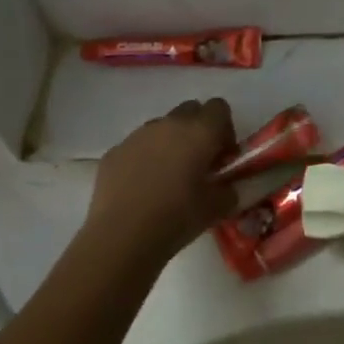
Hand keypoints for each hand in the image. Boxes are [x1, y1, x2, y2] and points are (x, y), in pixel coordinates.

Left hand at [85, 99, 237, 264]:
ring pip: (162, 127)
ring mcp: (137, 135)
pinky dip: (145, 158)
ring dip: (170, 143)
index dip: (225, 129)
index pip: (219, 107)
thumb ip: (228, 190)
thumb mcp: (217, 207)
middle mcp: (168, 124)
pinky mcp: (115, 151)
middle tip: (199, 162)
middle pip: (190, 110)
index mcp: (199, 132)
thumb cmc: (177, 217)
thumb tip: (227, 187)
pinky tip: (143, 187)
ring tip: (168, 177)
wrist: (123, 236)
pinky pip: (137, 145)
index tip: (223, 156)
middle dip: (198, 130)